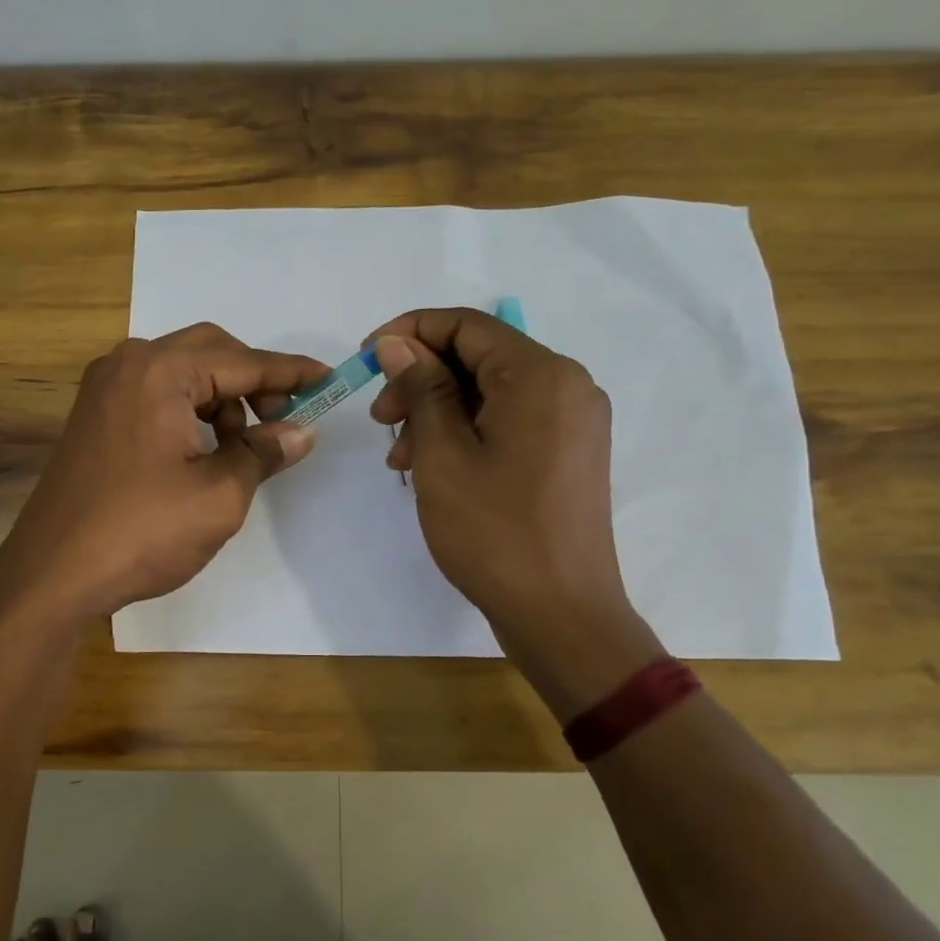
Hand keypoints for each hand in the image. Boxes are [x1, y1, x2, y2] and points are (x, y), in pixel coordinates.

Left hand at [0, 324, 327, 622]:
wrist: (52, 574)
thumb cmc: (142, 532)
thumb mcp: (219, 496)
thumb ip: (263, 453)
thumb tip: (299, 432)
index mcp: (159, 372)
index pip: (242, 361)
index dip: (290, 373)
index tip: (329, 380)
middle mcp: (127, 364)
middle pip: (209, 352)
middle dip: (253, 381)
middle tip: (283, 419)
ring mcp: (104, 389)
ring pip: (181, 372)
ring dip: (221, 397)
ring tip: (241, 447)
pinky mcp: (94, 416)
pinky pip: (155, 394)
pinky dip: (189, 410)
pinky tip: (204, 450)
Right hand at [368, 309, 664, 716]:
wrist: (561, 614)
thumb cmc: (494, 533)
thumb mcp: (443, 455)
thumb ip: (422, 389)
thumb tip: (399, 344)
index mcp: (541, 376)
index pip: (467, 325)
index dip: (410, 332)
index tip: (367, 358)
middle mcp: (567, 386)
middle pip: (480, 357)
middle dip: (422, 379)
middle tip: (380, 420)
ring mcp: (573, 422)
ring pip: (491, 392)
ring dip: (438, 410)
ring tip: (400, 457)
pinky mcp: (568, 453)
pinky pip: (509, 421)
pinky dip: (466, 432)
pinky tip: (433, 466)